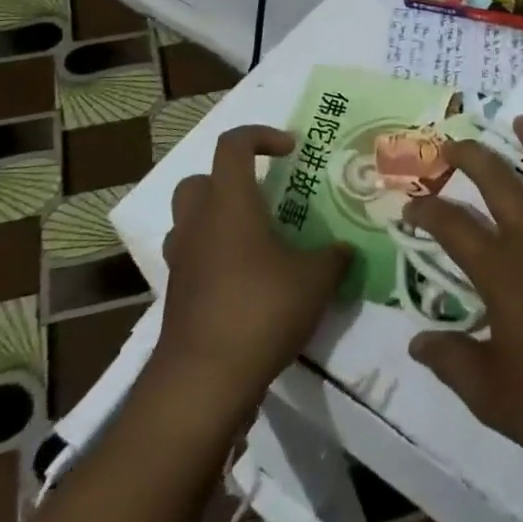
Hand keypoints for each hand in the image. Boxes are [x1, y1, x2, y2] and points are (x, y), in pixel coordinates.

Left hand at [156, 126, 353, 415]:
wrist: (202, 385)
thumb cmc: (260, 312)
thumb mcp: (315, 280)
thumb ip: (334, 257)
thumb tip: (345, 249)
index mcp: (229, 204)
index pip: (233, 145)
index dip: (261, 135)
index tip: (290, 151)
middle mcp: (198, 225)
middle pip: (199, 180)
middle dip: (230, 180)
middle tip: (265, 197)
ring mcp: (182, 263)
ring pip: (190, 222)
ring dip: (219, 220)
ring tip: (257, 240)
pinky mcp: (177, 298)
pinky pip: (194, 261)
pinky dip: (216, 260)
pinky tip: (248, 283)